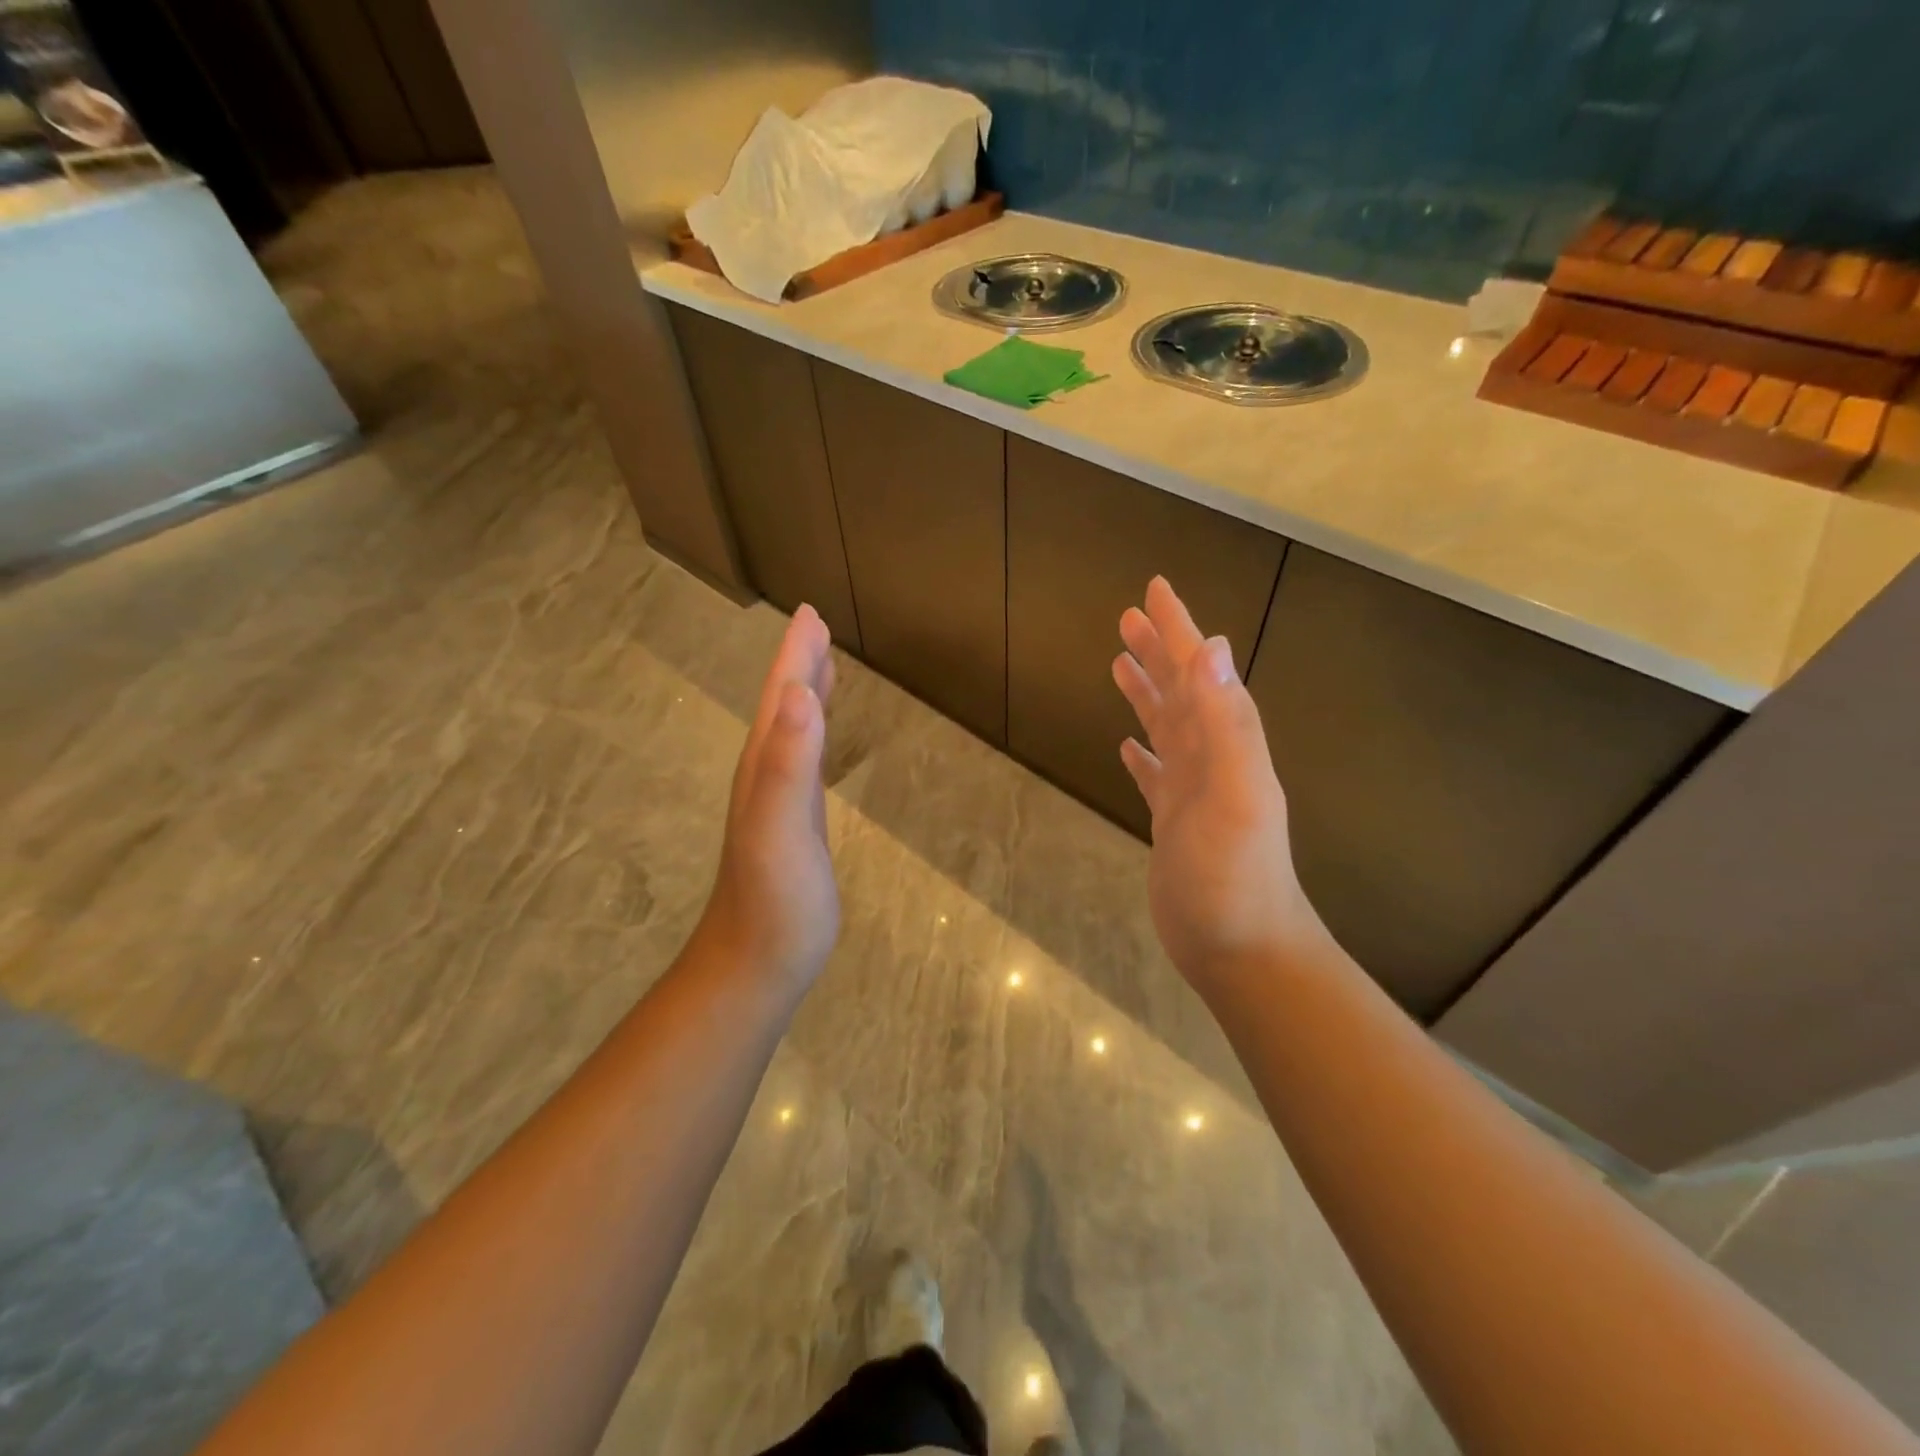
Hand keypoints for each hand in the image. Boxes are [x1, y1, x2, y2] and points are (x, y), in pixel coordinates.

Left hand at [697, 605, 839, 995]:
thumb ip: (789, 764)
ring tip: (823, 664)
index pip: (782, 697)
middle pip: (784, 705)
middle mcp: (767, 774)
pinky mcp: (795, 823)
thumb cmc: (776, 902)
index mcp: (765, 766)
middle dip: (799, 662)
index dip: (795, 654)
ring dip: (806, 693)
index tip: (811, 613)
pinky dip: (816, 735)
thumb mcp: (781, 831)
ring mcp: (779, 800)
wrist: (757, 963)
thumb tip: (801, 694)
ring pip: (792, 730)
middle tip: (817, 624)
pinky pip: (805, 761)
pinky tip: (822, 736)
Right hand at [1112, 577, 1325, 993]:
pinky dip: (1142, 754)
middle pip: (1181, 691)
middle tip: (1127, 618)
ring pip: (1165, 727)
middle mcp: (1211, 758)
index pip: (1198, 672)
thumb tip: (1213, 649)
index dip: (1177, 631)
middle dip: (1157, 651)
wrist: (1241, 949)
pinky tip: (1127, 747)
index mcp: (1226, 743)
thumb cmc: (1235, 876)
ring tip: (1118, 665)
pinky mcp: (1172, 822)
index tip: (1154, 591)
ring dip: (1146, 694)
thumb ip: (1228, 724)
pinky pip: (1154, 775)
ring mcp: (1191, 791)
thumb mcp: (1236, 795)